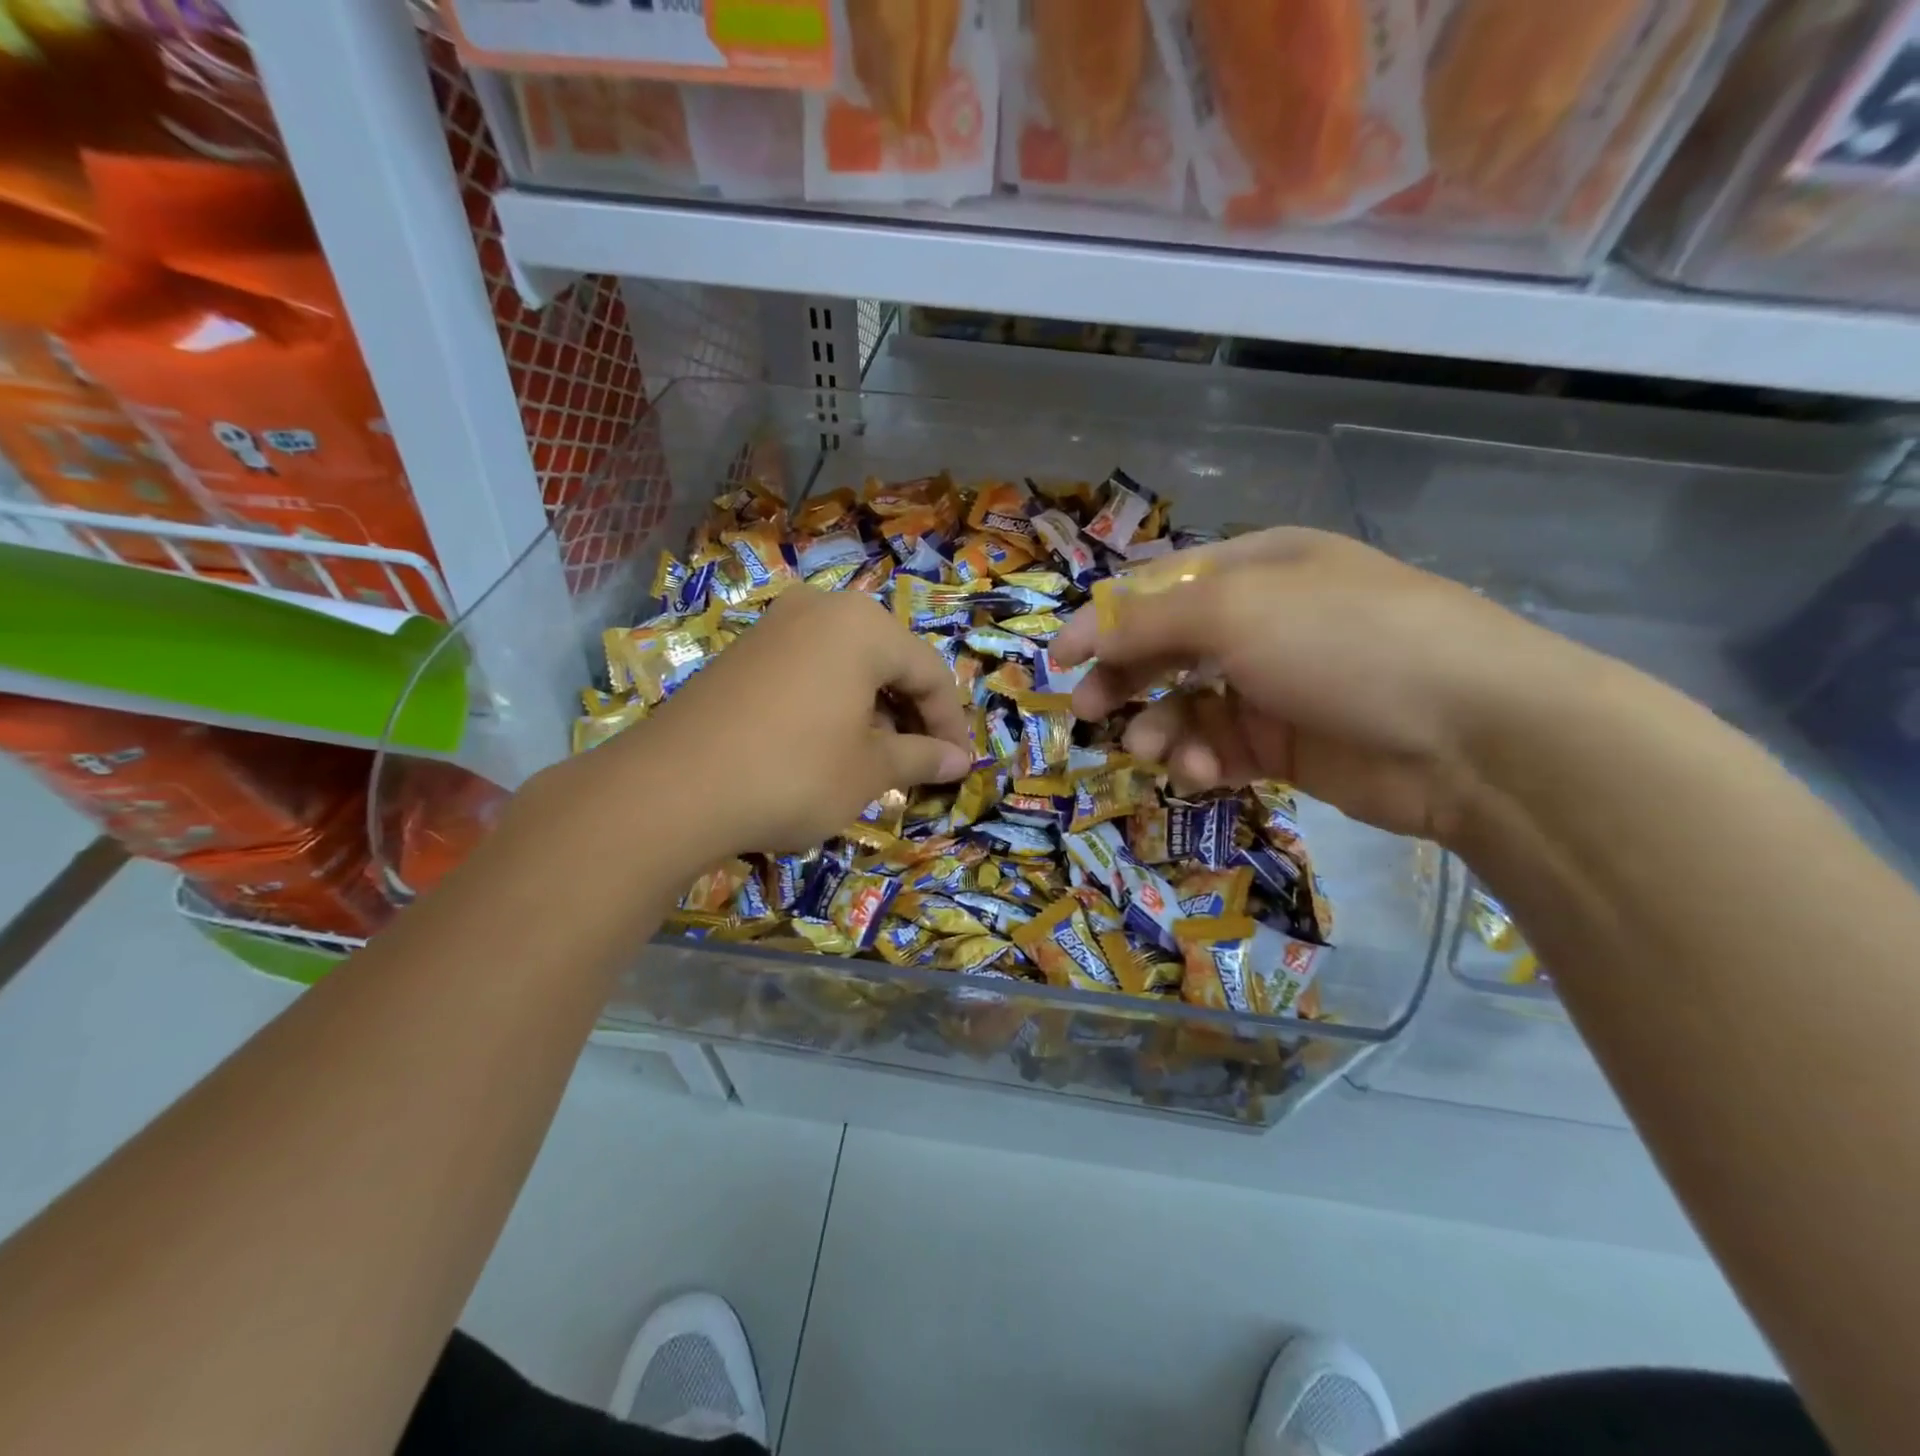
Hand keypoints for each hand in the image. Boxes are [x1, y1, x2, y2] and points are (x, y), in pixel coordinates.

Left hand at [621, 586, 972, 856]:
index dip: (951, 724)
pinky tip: (828, 744)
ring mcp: (775, 626)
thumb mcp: (870, 771)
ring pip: (848, 665)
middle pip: (889, 661)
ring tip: (877, 759)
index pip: (930, 672)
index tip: (960, 767)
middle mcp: (821, 609)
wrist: (672, 788)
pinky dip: (833, 703)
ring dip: (873, 710)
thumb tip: (961, 762)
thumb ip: (922, 758)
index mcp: (864, 626)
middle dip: (911, 714)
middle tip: (922, 762)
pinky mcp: (742, 652)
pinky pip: (808, 670)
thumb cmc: (794, 772)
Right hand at [1050, 528, 1568, 842]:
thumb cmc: (1345, 643)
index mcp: (1256, 568)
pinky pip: (1223, 747)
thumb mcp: (1236, 612)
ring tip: (1156, 750)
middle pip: (1168, 647)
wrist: (1474, 733)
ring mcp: (1278, 685)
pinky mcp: (1289, 744)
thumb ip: (1149, 621)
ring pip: (1189, 704)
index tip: (1058, 661)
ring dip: (1164, 727)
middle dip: (1125, 678)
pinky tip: (1203, 772)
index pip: (1159, 587)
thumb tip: (1085, 634)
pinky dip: (1203, 760)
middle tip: (1090, 712)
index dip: (1103, 620)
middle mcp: (1264, 621)